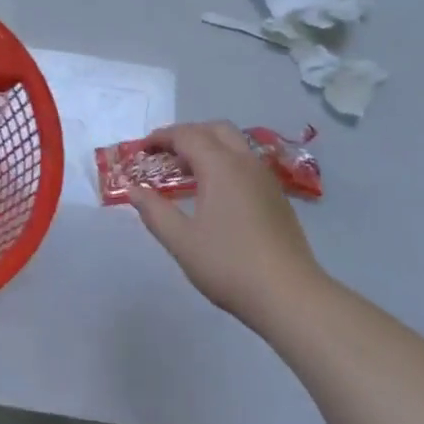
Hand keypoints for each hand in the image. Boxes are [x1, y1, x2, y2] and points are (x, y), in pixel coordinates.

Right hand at [126, 121, 326, 326]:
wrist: (289, 294)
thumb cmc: (229, 265)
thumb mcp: (181, 241)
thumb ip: (154, 211)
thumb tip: (133, 189)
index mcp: (221, 166)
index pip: (187, 135)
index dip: (161, 137)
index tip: (141, 149)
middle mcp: (245, 162)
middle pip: (215, 129)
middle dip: (187, 135)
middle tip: (165, 155)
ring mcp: (266, 178)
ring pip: (235, 145)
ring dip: (208, 147)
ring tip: (186, 174)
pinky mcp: (277, 196)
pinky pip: (246, 164)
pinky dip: (225, 163)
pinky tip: (215, 194)